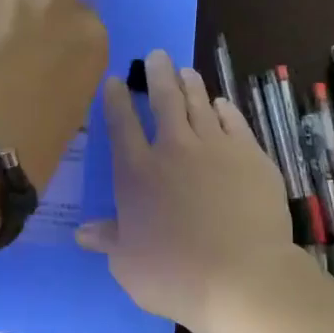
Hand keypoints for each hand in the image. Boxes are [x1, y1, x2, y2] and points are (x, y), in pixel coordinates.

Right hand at [76, 50, 298, 330]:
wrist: (242, 277)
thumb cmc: (174, 274)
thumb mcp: (127, 264)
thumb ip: (108, 240)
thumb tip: (82, 232)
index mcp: (137, 173)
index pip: (121, 125)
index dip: (116, 100)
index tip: (115, 81)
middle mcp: (173, 149)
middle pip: (163, 101)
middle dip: (157, 75)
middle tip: (156, 56)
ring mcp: (215, 148)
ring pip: (199, 104)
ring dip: (190, 84)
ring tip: (185, 71)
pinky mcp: (251, 156)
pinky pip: (234, 122)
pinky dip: (224, 109)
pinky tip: (221, 104)